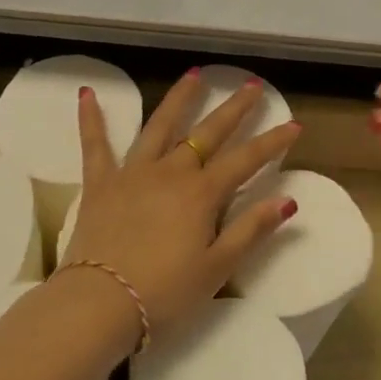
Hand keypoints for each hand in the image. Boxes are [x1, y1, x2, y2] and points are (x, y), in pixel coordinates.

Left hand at [64, 70, 302, 338]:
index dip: (272, 142)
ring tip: (195, 74)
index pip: (246, 160)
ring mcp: (133, 172)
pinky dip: (91, 119)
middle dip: (234, 108)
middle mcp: (171, 171)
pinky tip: (87, 93)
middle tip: (252, 84)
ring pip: (160, 125)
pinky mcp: (101, 182)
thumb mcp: (217, 269)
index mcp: (201, 193)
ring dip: (179, 98)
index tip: (293, 124)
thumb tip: (288, 200)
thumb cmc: (164, 293)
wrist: (99, 305)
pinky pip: (95, 145)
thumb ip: (251, 230)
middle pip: (208, 132)